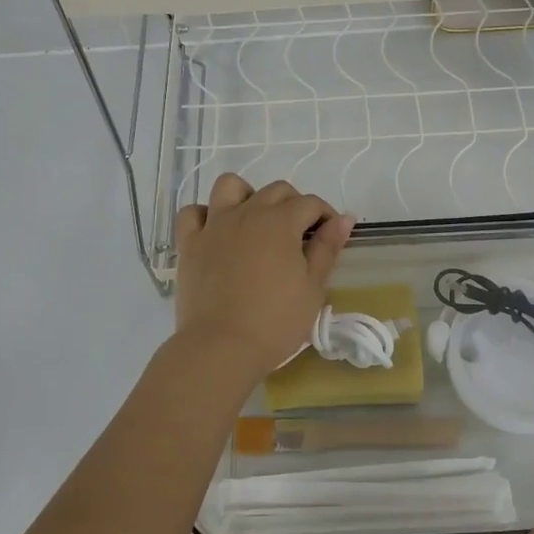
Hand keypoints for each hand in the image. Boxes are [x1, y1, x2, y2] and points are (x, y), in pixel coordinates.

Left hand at [171, 174, 353, 380]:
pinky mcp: (189, 243)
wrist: (221, 347)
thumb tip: (344, 218)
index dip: (326, 215)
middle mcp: (247, 213)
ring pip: (230, 186)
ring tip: (256, 222)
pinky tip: (216, 232)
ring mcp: (214, 225)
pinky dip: (205, 215)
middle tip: (300, 235)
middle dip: (294, 204)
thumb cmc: (276, 321)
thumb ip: (328, 248)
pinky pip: (192, 213)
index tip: (331, 235)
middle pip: (275, 191)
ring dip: (247, 195)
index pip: (310, 203)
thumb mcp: (313, 287)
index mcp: (281, 222)